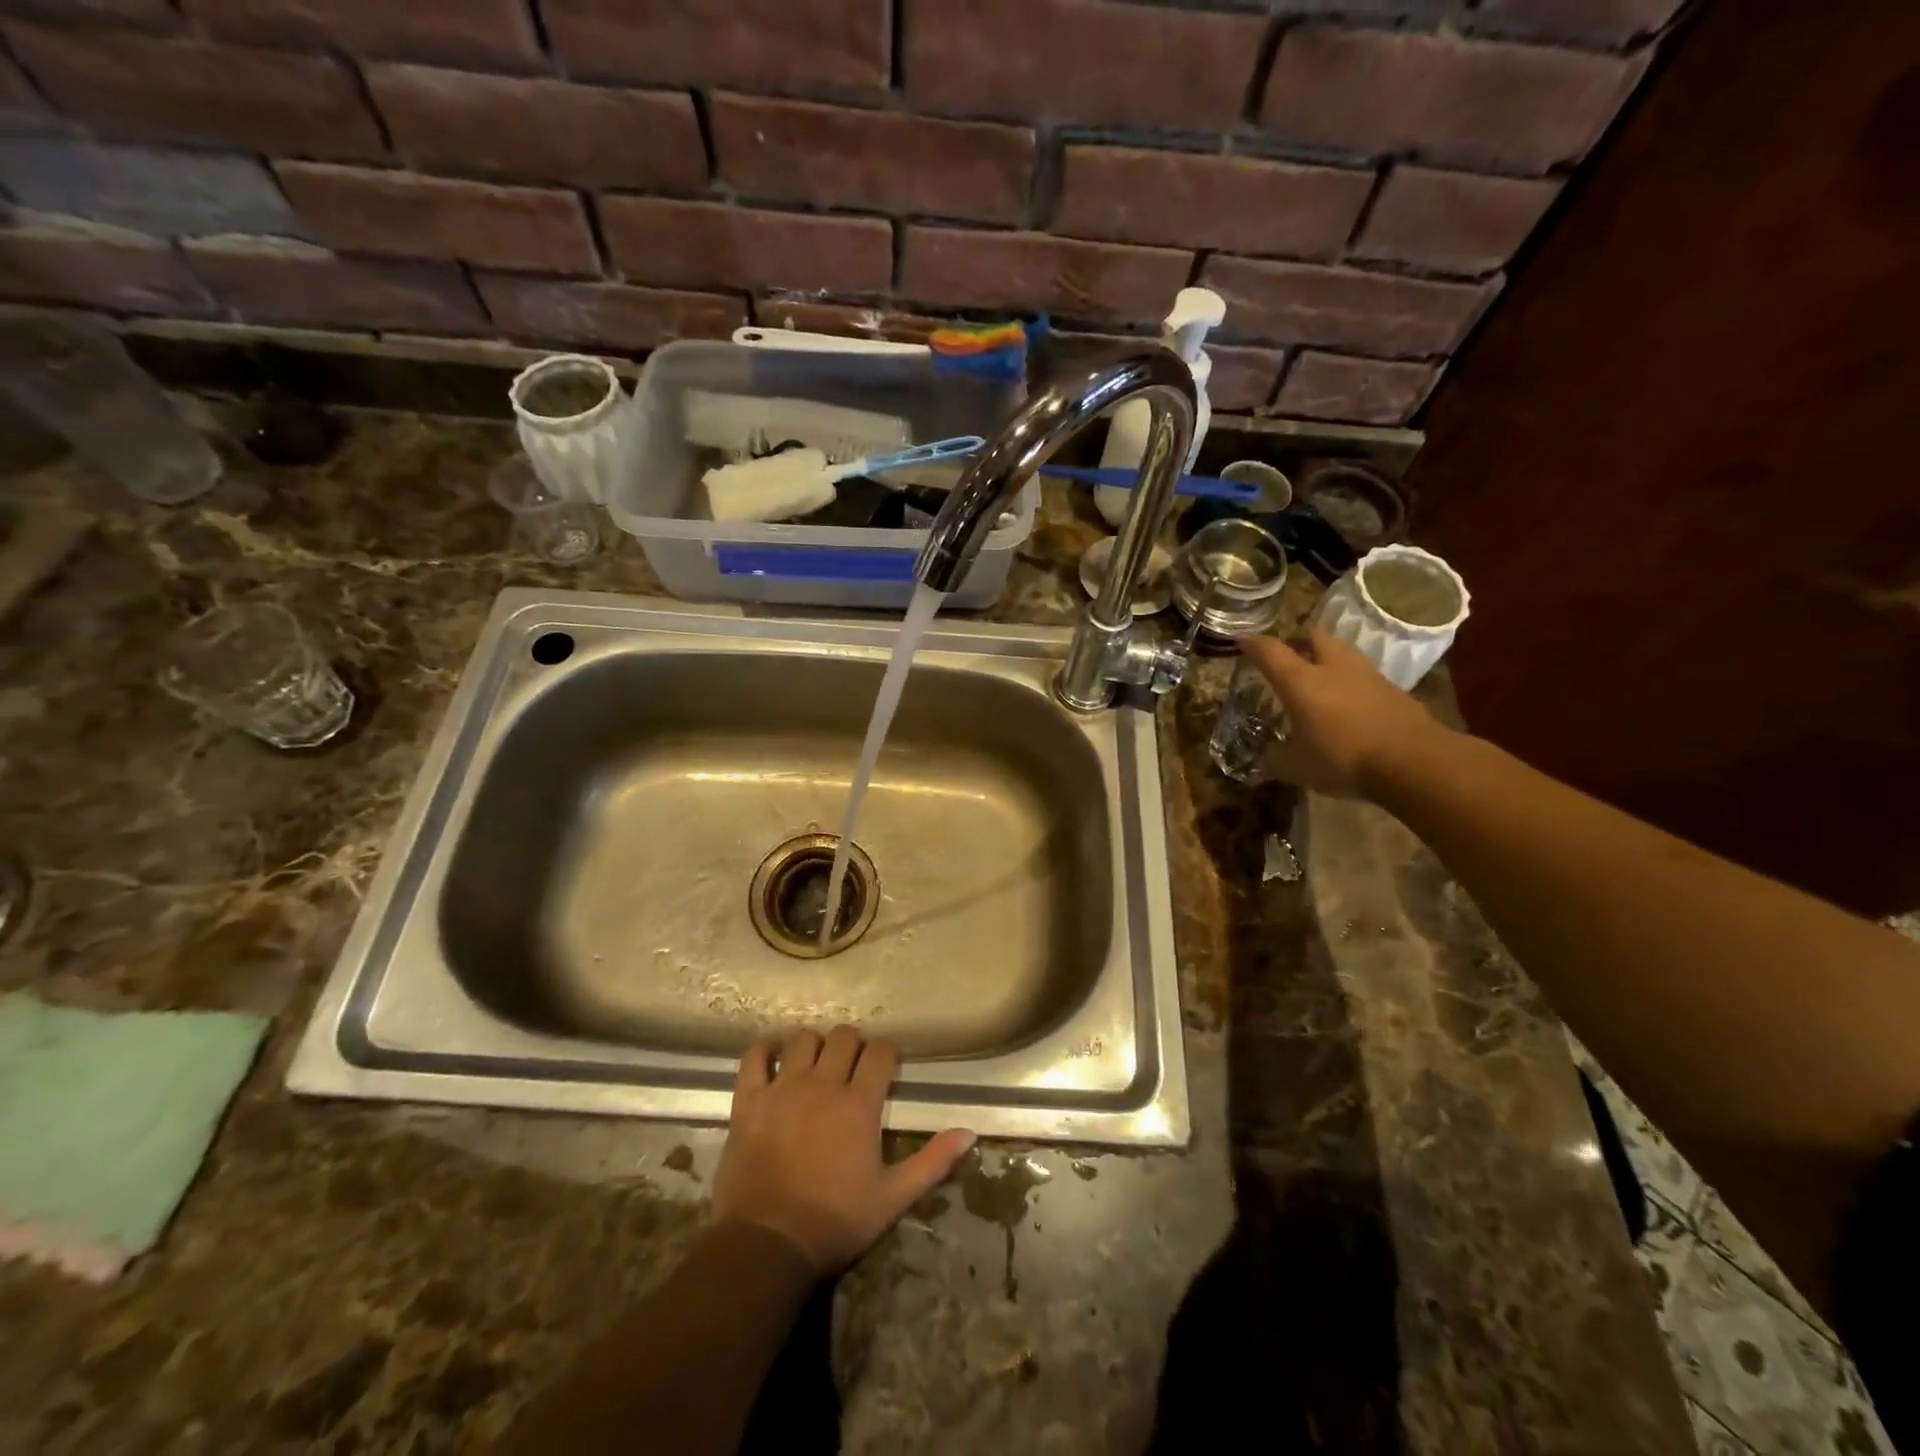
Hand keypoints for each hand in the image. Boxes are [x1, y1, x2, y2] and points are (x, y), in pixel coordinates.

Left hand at [714, 1026, 975, 1276]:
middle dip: (853, 1045)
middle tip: (853, 1066)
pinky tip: (773, 1058)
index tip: (887, 1065)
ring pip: (802, 1039)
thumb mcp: (893, 1198)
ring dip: (814, 1045)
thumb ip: (932, 1161)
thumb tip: (969, 1132)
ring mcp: (783, 1088)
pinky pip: (755, 1056)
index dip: (887, 1052)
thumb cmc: (835, 1222)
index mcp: (859, 1103)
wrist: (767, 1245)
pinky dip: (764, 1050)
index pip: (880, 1052)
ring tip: (816, 1063)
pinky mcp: (749, 1100)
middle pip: (843, 1037)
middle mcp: (823, 1084)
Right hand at [1240, 629, 1446, 798]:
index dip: (1252, 644)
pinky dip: (1348, 679)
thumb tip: (1264, 760)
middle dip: (1297, 639)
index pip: (1270, 651)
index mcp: (1300, 682)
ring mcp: (1366, 674)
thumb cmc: (1343, 759)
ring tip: (1316, 674)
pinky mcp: (1392, 688)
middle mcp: (1331, 668)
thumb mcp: (1297, 768)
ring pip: (1341, 650)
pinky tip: (1345, 700)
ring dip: (1326, 655)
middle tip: (1287, 653)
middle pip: (1313, 636)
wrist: (1413, 761)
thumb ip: (1276, 760)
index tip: (1241, 640)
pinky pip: (1361, 673)